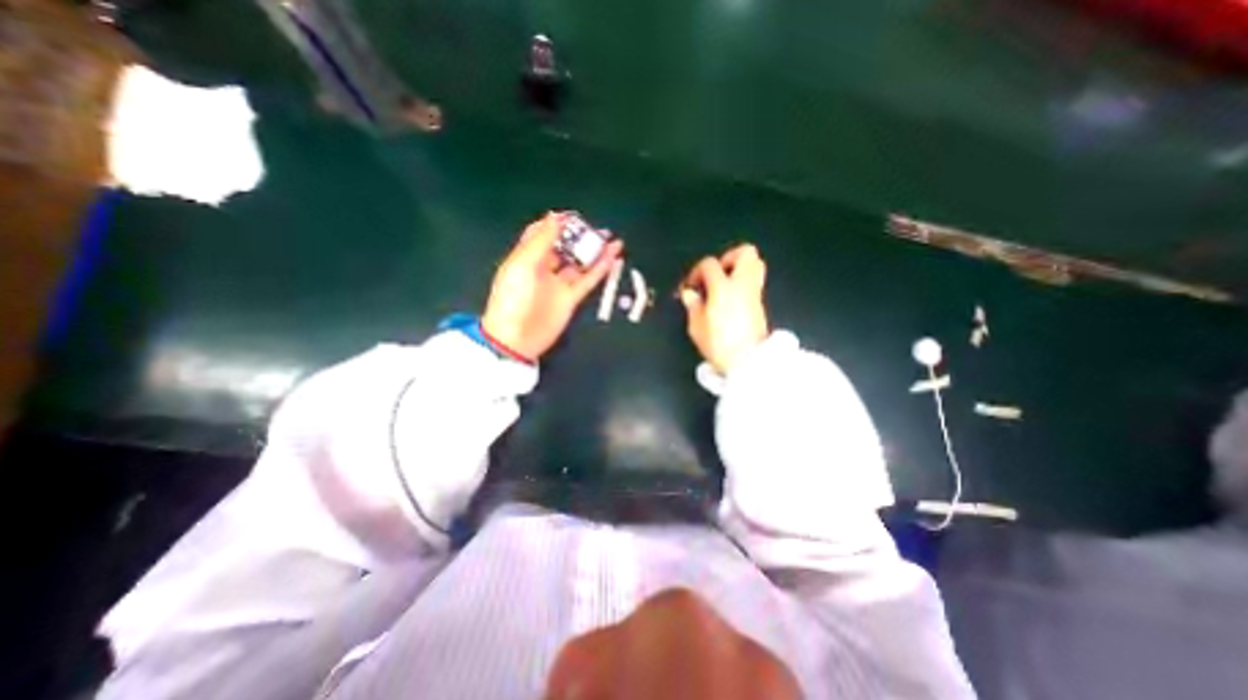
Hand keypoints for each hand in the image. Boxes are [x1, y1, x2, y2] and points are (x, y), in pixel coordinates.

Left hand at [485, 214, 623, 361]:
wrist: (517, 338)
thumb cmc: (513, 299)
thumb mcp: (523, 265)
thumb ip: (541, 241)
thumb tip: (555, 216)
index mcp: (527, 257)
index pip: (543, 234)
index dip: (557, 224)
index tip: (574, 216)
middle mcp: (544, 269)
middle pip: (565, 248)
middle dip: (580, 237)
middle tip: (598, 229)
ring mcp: (559, 284)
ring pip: (580, 263)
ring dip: (594, 252)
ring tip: (611, 240)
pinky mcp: (571, 298)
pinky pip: (588, 280)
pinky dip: (600, 270)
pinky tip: (611, 259)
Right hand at [682, 246, 771, 376]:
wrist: (747, 362)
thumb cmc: (719, 344)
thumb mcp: (697, 327)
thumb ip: (693, 305)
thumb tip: (690, 294)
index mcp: (723, 288)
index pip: (709, 264)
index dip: (697, 271)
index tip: (691, 286)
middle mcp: (743, 285)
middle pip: (745, 253)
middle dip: (729, 257)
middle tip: (716, 273)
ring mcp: (755, 293)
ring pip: (756, 264)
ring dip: (739, 267)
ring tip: (724, 283)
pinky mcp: (760, 304)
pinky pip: (754, 281)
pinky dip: (743, 282)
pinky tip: (730, 298)